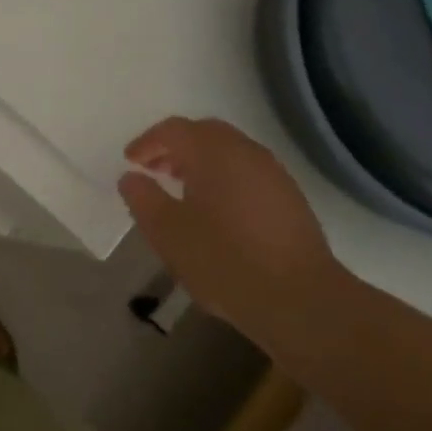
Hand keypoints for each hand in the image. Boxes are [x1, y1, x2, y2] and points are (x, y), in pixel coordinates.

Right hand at [118, 117, 354, 352]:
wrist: (300, 300)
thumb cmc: (224, 260)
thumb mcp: (167, 232)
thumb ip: (142, 198)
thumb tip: (131, 178)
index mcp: (212, 152)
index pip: (173, 130)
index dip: (147, 143)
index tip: (130, 162)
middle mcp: (245, 151)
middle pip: (204, 133)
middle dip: (175, 147)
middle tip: (155, 170)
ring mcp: (273, 173)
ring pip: (229, 152)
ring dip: (201, 162)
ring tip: (182, 191)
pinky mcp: (290, 197)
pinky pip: (247, 172)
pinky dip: (224, 177)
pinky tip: (217, 211)